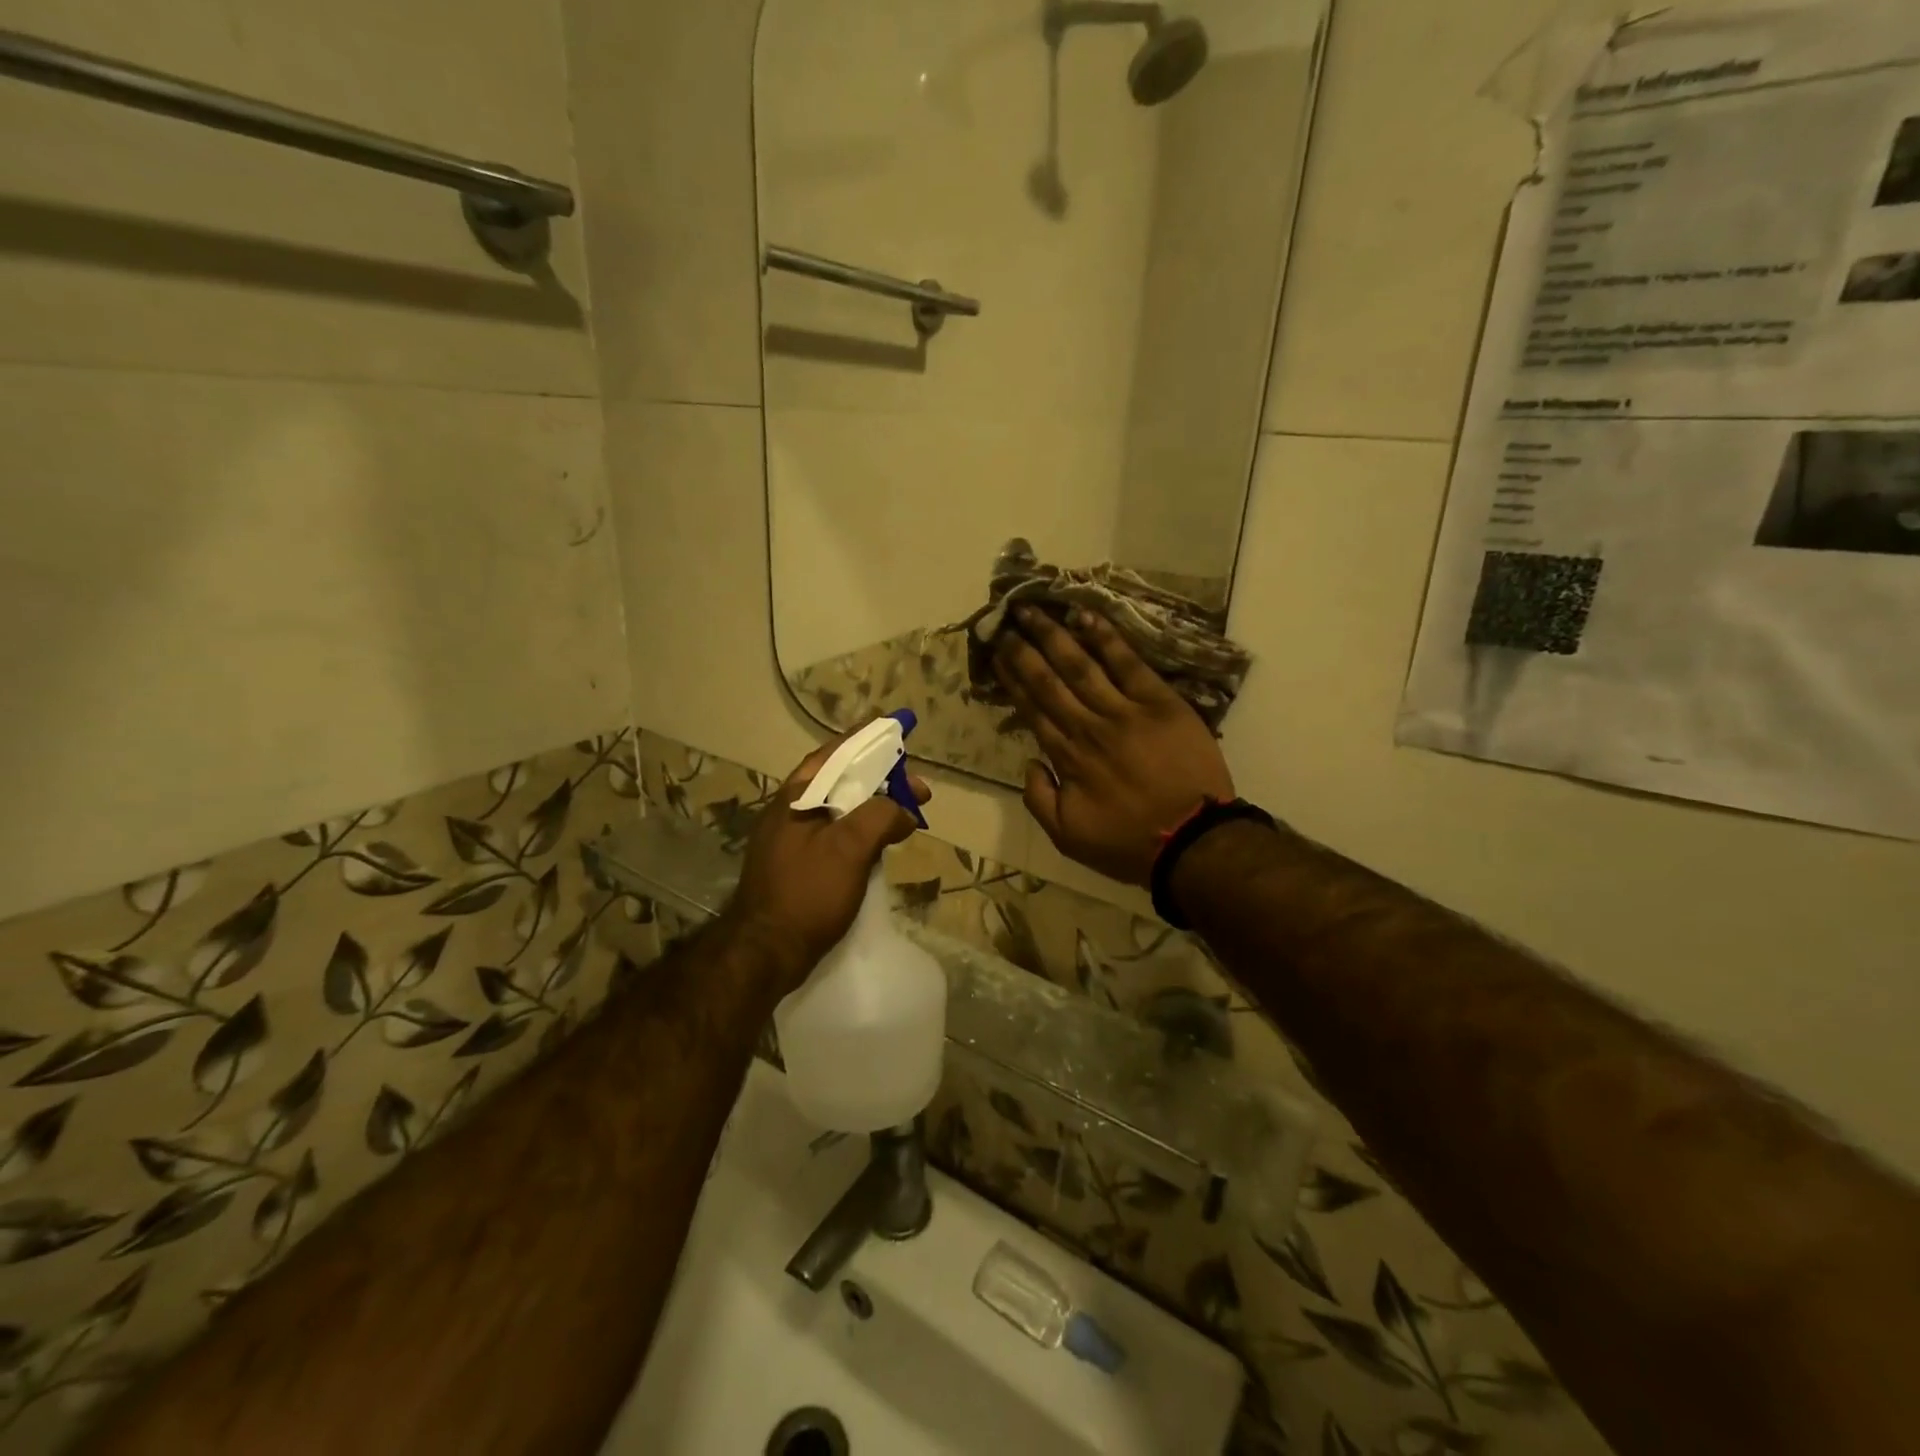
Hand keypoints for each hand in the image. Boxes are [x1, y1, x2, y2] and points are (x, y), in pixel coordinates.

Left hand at [722, 733, 932, 995]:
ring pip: (839, 810)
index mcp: (796, 797)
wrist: (765, 953)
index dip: (867, 740)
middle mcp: (789, 812)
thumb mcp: (849, 847)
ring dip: (873, 808)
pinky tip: (879, 847)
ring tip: (905, 817)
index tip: (897, 732)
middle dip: (881, 780)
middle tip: (917, 791)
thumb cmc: (807, 893)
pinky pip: (835, 836)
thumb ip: (880, 816)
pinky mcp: (797, 867)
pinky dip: (861, 833)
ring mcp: (790, 842)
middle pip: (840, 781)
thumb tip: (903, 811)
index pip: (835, 753)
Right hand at [994, 606, 1233, 885]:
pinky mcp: (1160, 702)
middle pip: (1050, 680)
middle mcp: (1088, 727)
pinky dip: (1107, 639)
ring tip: (1033, 609)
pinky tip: (1087, 617)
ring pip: (1082, 665)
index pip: (1032, 709)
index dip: (1012, 679)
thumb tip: (1029, 763)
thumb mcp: (1068, 837)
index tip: (996, 654)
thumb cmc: (1129, 842)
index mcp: (1067, 757)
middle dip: (1024, 648)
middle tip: (1005, 620)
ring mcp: (1125, 711)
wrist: (1194, 841)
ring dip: (1055, 635)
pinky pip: (1129, 664)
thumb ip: (1039, 800)